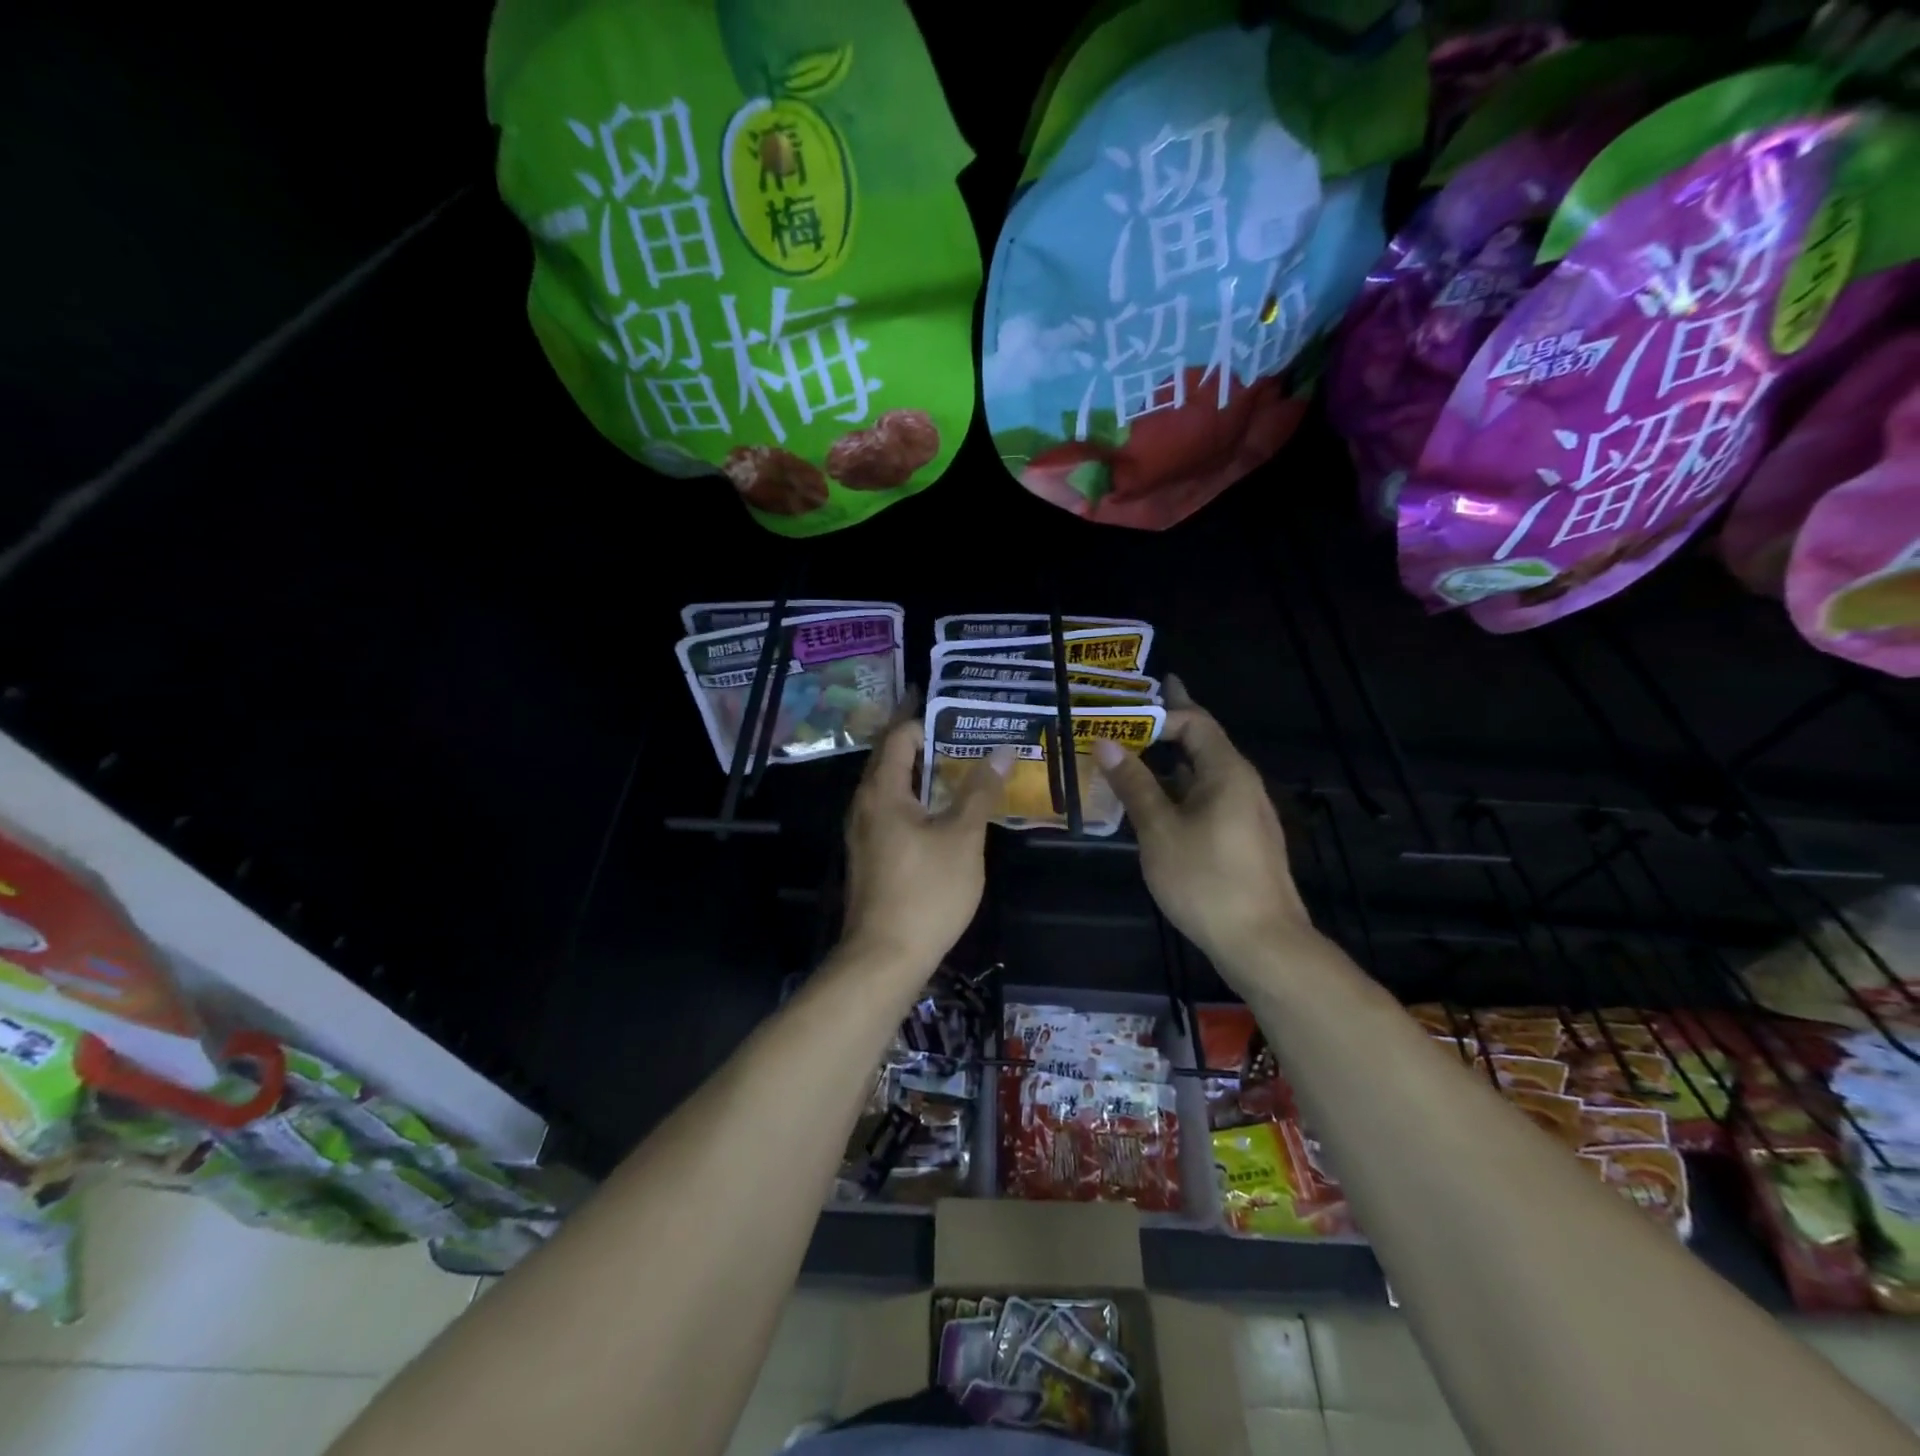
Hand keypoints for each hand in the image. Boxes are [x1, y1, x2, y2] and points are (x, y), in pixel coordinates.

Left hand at [839, 699, 1013, 972]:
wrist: (885, 956)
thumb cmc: (926, 891)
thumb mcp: (963, 838)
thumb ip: (980, 792)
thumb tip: (1002, 750)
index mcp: (882, 791)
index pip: (899, 736)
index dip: (926, 719)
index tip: (959, 712)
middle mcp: (864, 804)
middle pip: (891, 758)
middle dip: (924, 741)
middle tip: (964, 731)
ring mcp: (863, 831)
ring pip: (891, 787)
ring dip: (921, 772)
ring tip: (959, 764)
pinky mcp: (869, 854)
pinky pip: (891, 810)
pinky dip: (915, 798)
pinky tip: (942, 809)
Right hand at [1091, 677, 1312, 971]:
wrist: (1261, 942)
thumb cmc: (1206, 880)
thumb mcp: (1159, 830)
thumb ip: (1134, 784)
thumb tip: (1106, 743)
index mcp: (1226, 772)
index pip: (1195, 722)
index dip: (1161, 711)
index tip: (1125, 710)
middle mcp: (1241, 784)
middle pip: (1202, 743)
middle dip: (1166, 728)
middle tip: (1127, 717)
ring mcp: (1245, 813)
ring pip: (1202, 775)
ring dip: (1169, 763)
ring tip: (1132, 758)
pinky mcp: (1242, 839)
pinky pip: (1207, 799)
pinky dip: (1179, 791)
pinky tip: (1155, 804)